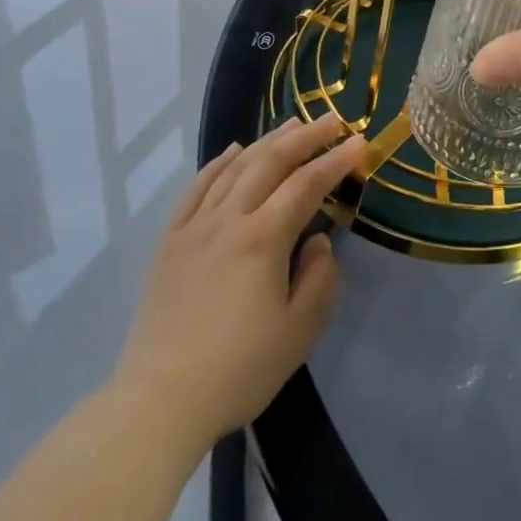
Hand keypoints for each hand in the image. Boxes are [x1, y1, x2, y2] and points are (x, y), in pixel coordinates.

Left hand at [111, 115, 364, 451]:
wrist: (160, 400)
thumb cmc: (239, 369)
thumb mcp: (300, 331)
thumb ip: (320, 278)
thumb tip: (318, 242)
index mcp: (263, 239)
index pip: (306, 185)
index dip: (335, 161)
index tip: (360, 143)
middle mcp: (228, 220)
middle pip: (269, 163)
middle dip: (304, 137)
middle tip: (331, 120)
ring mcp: (194, 228)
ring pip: (234, 168)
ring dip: (266, 141)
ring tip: (292, 123)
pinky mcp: (170, 242)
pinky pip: (197, 188)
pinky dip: (219, 163)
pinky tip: (234, 151)